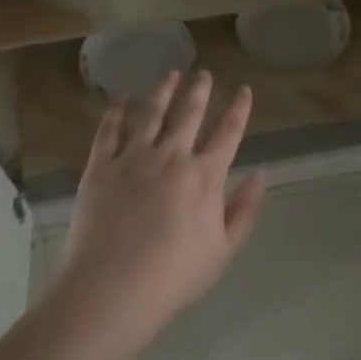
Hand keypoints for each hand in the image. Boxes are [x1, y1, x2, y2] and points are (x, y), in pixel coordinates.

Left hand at [60, 70, 267, 331]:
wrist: (113, 287)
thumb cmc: (174, 275)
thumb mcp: (222, 250)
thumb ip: (243, 210)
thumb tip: (260, 175)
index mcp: (204, 177)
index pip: (227, 133)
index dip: (238, 109)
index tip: (243, 89)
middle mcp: (170, 156)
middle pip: (188, 114)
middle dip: (199, 90)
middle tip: (203, 72)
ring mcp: (132, 158)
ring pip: (150, 114)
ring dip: (163, 91)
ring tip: (170, 74)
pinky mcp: (100, 167)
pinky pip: (109, 131)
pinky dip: (117, 112)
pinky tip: (122, 100)